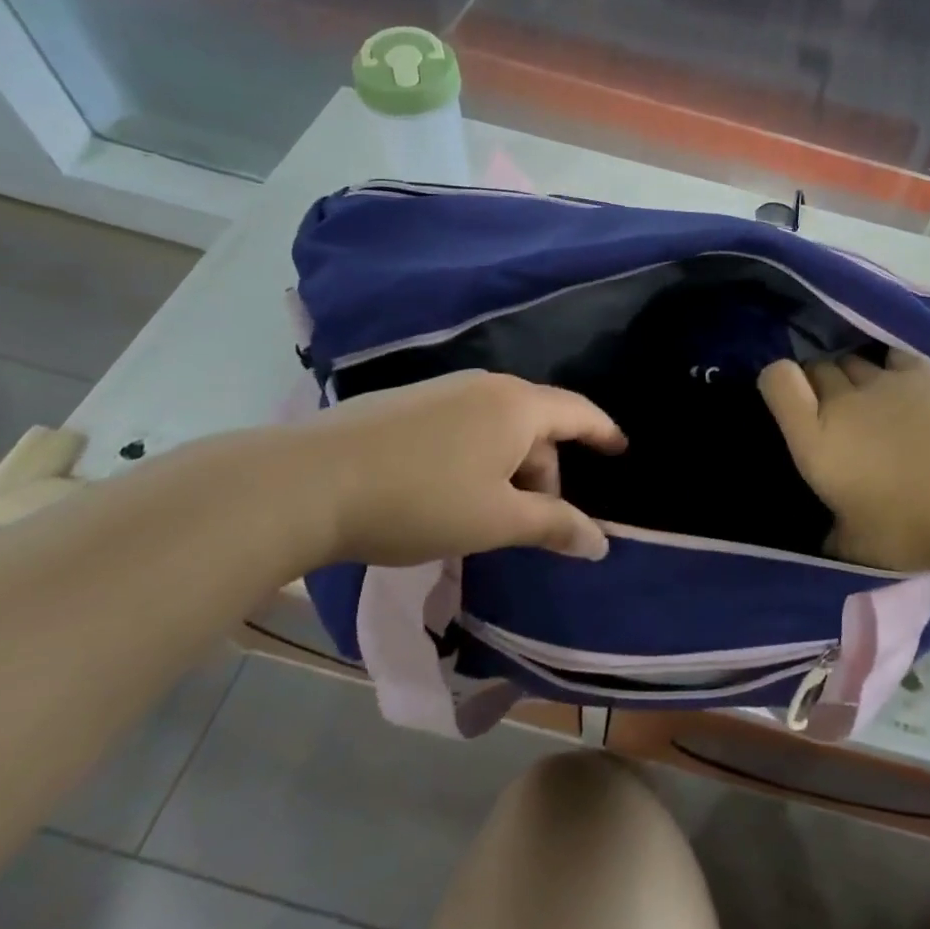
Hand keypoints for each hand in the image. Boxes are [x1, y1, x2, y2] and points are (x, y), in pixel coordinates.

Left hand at [298, 371, 625, 567]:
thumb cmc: (421, 501)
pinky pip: (464, 425)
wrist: (309, 482)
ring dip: (508, 468)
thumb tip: (601, 542)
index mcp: (518, 405)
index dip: (603, 432)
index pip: (578, 412)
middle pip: (537, 424)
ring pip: (498, 426)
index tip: (620, 450)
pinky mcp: (408, 402)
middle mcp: (486, 386)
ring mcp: (443, 389)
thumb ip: (554, 526)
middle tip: (532, 522)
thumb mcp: (496, 521)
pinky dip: (476, 457)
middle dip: (545, 472)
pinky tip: (447, 493)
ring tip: (487, 514)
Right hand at [758, 349, 929, 571]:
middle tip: (834, 409)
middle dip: (819, 382)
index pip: (777, 380)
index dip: (777, 381)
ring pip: (853, 360)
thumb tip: (829, 537)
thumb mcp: (856, 546)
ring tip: (870, 398)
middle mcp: (842, 400)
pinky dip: (891, 367)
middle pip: (818, 367)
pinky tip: (902, 384)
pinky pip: (893, 356)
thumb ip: (834, 534)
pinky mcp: (921, 372)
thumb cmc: (906, 529)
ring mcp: (883, 381)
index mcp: (816, 438)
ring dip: (853, 376)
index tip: (786, 396)